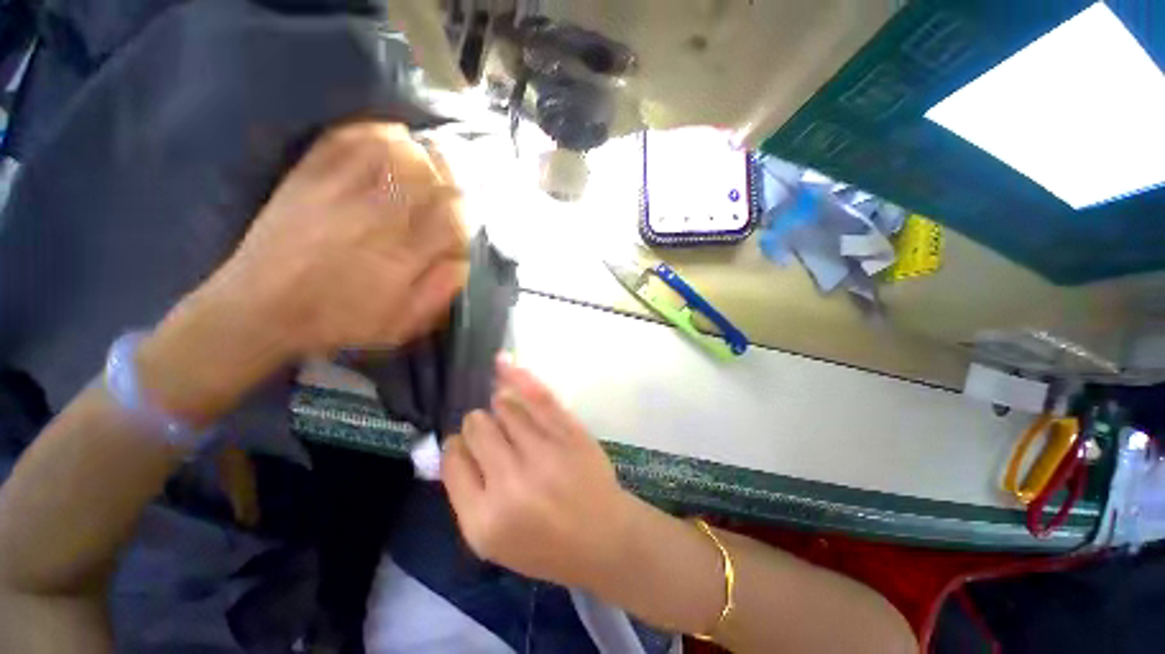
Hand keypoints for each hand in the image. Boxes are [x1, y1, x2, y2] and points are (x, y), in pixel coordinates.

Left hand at [206, 122, 468, 355]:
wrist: (259, 308)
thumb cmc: (339, 321)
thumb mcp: (402, 323)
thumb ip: (438, 291)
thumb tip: (462, 260)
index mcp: (403, 257)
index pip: (451, 220)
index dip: (464, 214)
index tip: (462, 219)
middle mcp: (378, 219)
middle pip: (430, 181)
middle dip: (449, 180)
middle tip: (451, 186)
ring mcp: (341, 193)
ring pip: (395, 154)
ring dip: (419, 155)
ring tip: (426, 163)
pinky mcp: (309, 178)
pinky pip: (348, 141)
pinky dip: (374, 133)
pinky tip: (388, 140)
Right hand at [442, 358, 644, 590]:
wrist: (604, 536)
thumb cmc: (546, 546)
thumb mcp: (494, 541)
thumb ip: (468, 494)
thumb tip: (457, 444)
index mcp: (485, 518)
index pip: (454, 460)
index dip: (457, 447)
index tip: (466, 446)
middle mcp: (512, 481)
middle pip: (478, 427)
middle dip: (478, 424)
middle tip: (491, 434)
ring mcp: (545, 451)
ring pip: (504, 406)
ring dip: (499, 405)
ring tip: (505, 414)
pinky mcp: (569, 431)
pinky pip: (537, 396)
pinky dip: (517, 376)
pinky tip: (501, 362)